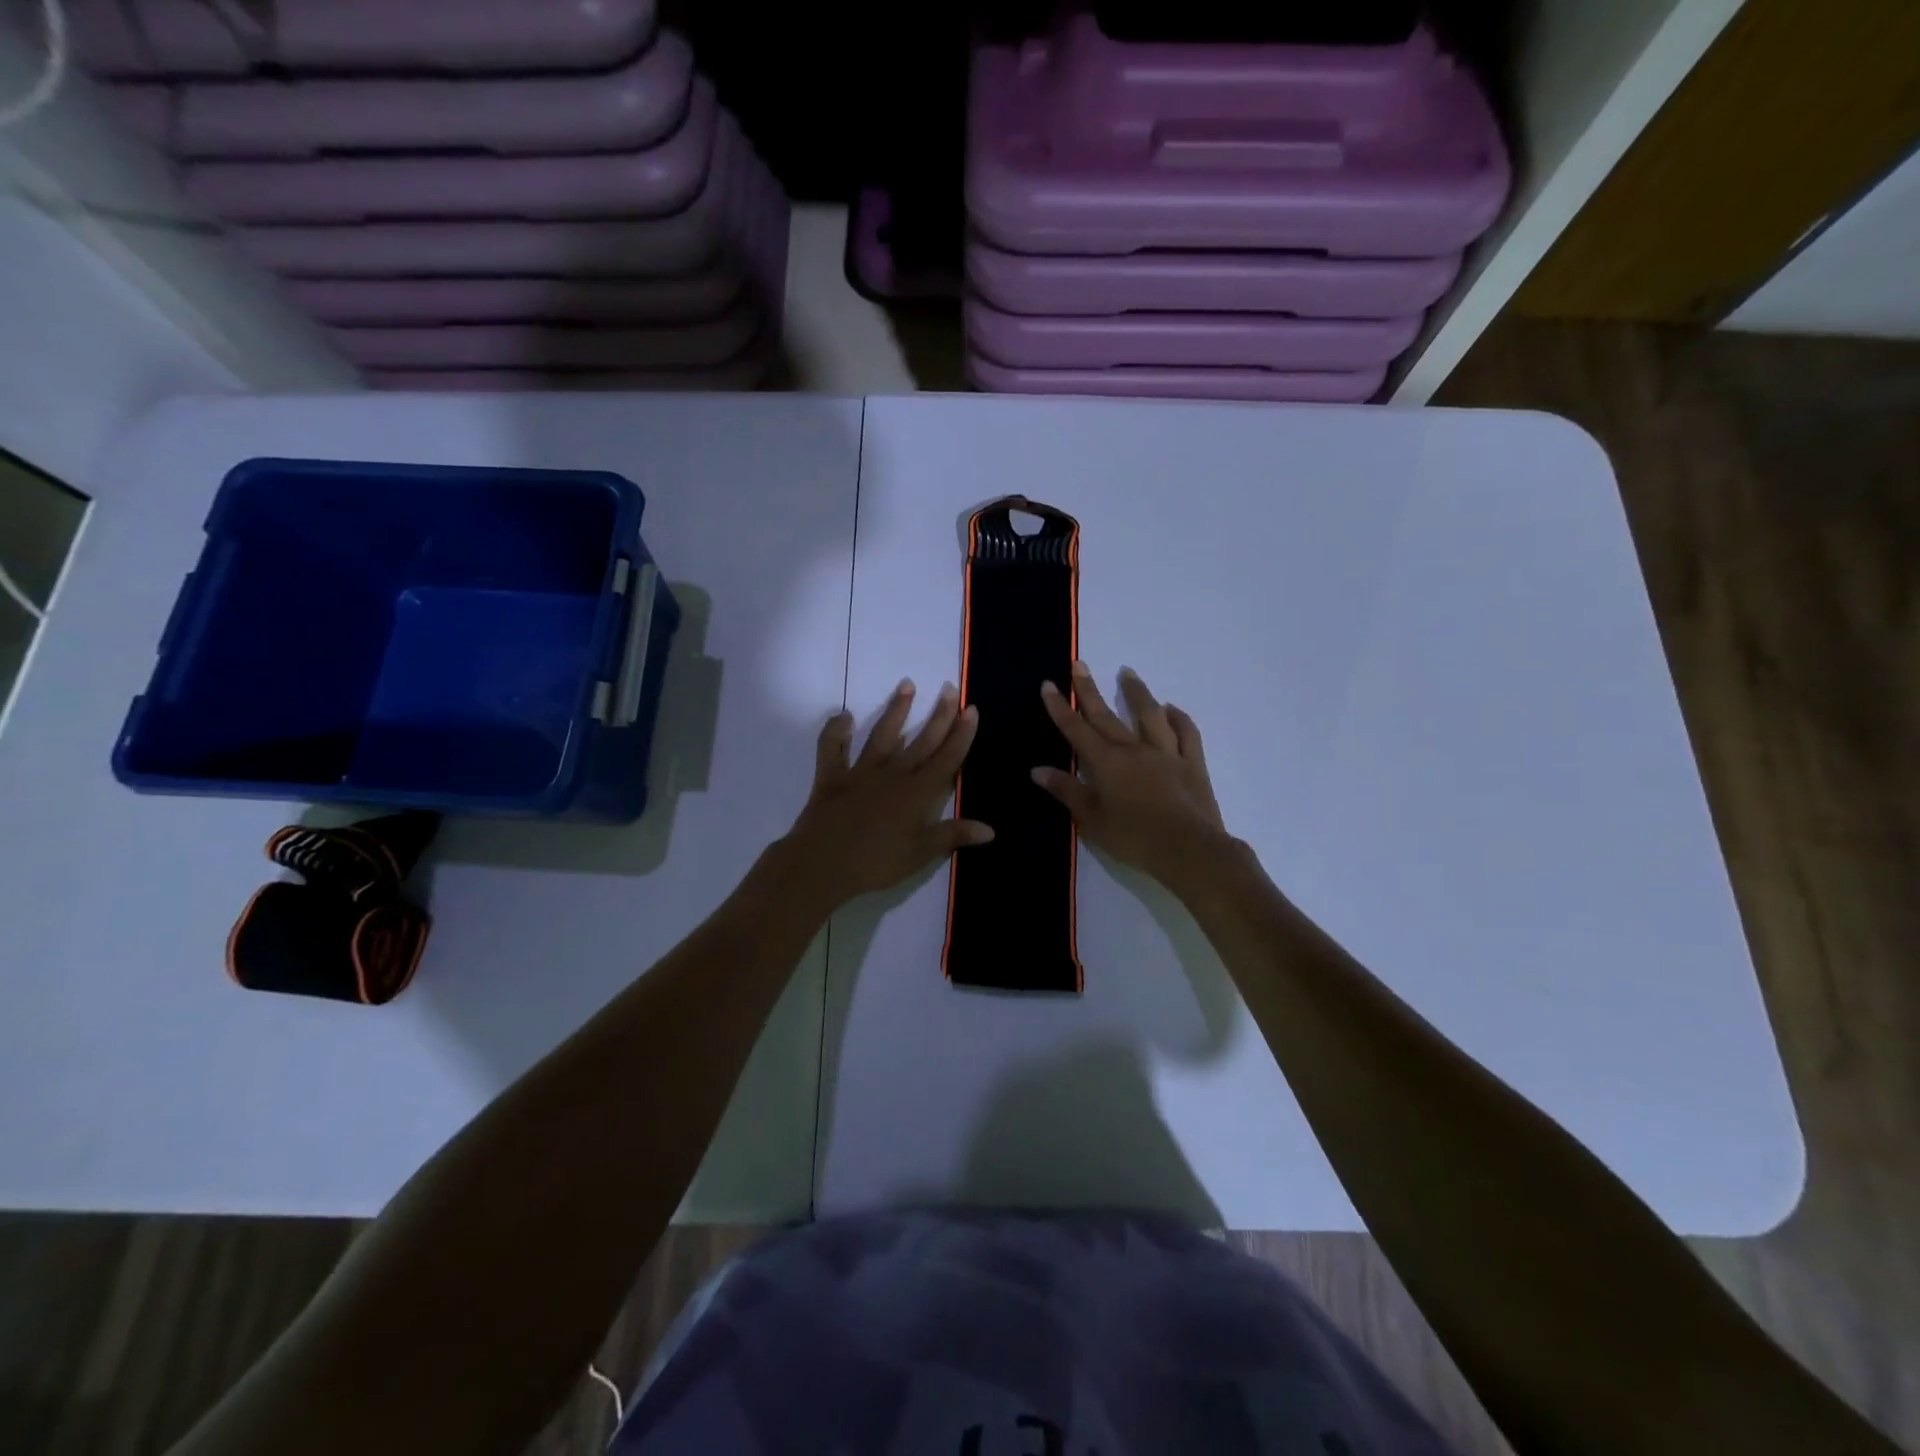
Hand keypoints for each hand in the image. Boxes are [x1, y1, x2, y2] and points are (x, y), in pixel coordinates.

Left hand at [784, 680, 993, 905]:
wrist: (823, 864)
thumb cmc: (877, 862)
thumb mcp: (921, 853)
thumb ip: (954, 835)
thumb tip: (991, 830)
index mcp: (918, 792)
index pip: (947, 758)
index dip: (961, 734)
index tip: (970, 708)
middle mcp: (893, 774)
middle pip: (921, 740)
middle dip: (938, 715)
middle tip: (949, 688)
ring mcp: (861, 772)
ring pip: (882, 735)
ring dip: (896, 710)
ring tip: (906, 685)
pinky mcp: (832, 776)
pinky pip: (832, 748)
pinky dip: (835, 731)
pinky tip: (843, 716)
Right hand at [1032, 662, 1228, 888]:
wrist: (1188, 850)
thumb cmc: (1133, 838)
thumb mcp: (1092, 819)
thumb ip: (1067, 791)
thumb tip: (1038, 769)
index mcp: (1106, 762)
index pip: (1076, 729)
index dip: (1060, 707)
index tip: (1048, 684)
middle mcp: (1134, 749)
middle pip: (1107, 715)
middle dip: (1089, 690)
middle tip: (1079, 664)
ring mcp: (1166, 753)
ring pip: (1150, 714)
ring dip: (1136, 692)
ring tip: (1127, 672)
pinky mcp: (1192, 763)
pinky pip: (1186, 733)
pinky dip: (1178, 718)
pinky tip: (1171, 709)